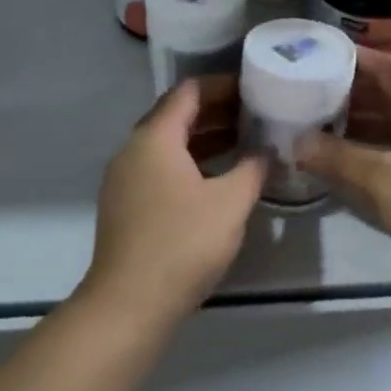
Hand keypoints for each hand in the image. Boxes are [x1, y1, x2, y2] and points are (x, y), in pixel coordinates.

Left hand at [83, 81, 266, 327]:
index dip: (224, 85)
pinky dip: (191, 163)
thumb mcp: (230, 203)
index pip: (189, 91)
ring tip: (245, 142)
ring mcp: (125, 179)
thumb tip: (265, 150)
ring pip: (169, 144)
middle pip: (177, 115)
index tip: (256, 89)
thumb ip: (253, 168)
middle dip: (218, 111)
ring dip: (205, 139)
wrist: (129, 305)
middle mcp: (134, 150)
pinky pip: (161, 168)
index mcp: (155, 138)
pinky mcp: (126, 205)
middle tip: (257, 114)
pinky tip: (218, 179)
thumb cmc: (183, 244)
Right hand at [300, 49, 390, 288]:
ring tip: (320, 124)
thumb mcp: (381, 178)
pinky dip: (373, 150)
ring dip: (362, 124)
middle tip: (313, 92)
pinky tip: (345, 160)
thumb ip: (336, 157)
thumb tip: (297, 143)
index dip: (360, 60)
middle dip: (354, 94)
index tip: (324, 55)